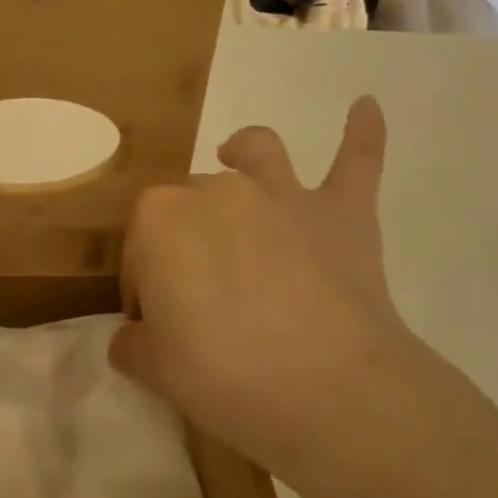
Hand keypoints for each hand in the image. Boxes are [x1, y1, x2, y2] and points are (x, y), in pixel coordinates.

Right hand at [110, 99, 469, 497]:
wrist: (329, 392)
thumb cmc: (223, 376)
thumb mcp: (151, 368)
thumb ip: (132, 343)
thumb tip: (138, 335)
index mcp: (159, 220)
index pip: (139, 250)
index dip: (144, 289)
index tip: (158, 328)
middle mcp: (215, 190)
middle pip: (190, 206)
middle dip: (187, 242)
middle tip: (203, 302)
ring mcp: (282, 195)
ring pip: (256, 154)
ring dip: (245, 154)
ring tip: (239, 159)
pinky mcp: (342, 212)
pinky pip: (356, 160)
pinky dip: (361, 132)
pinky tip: (365, 105)